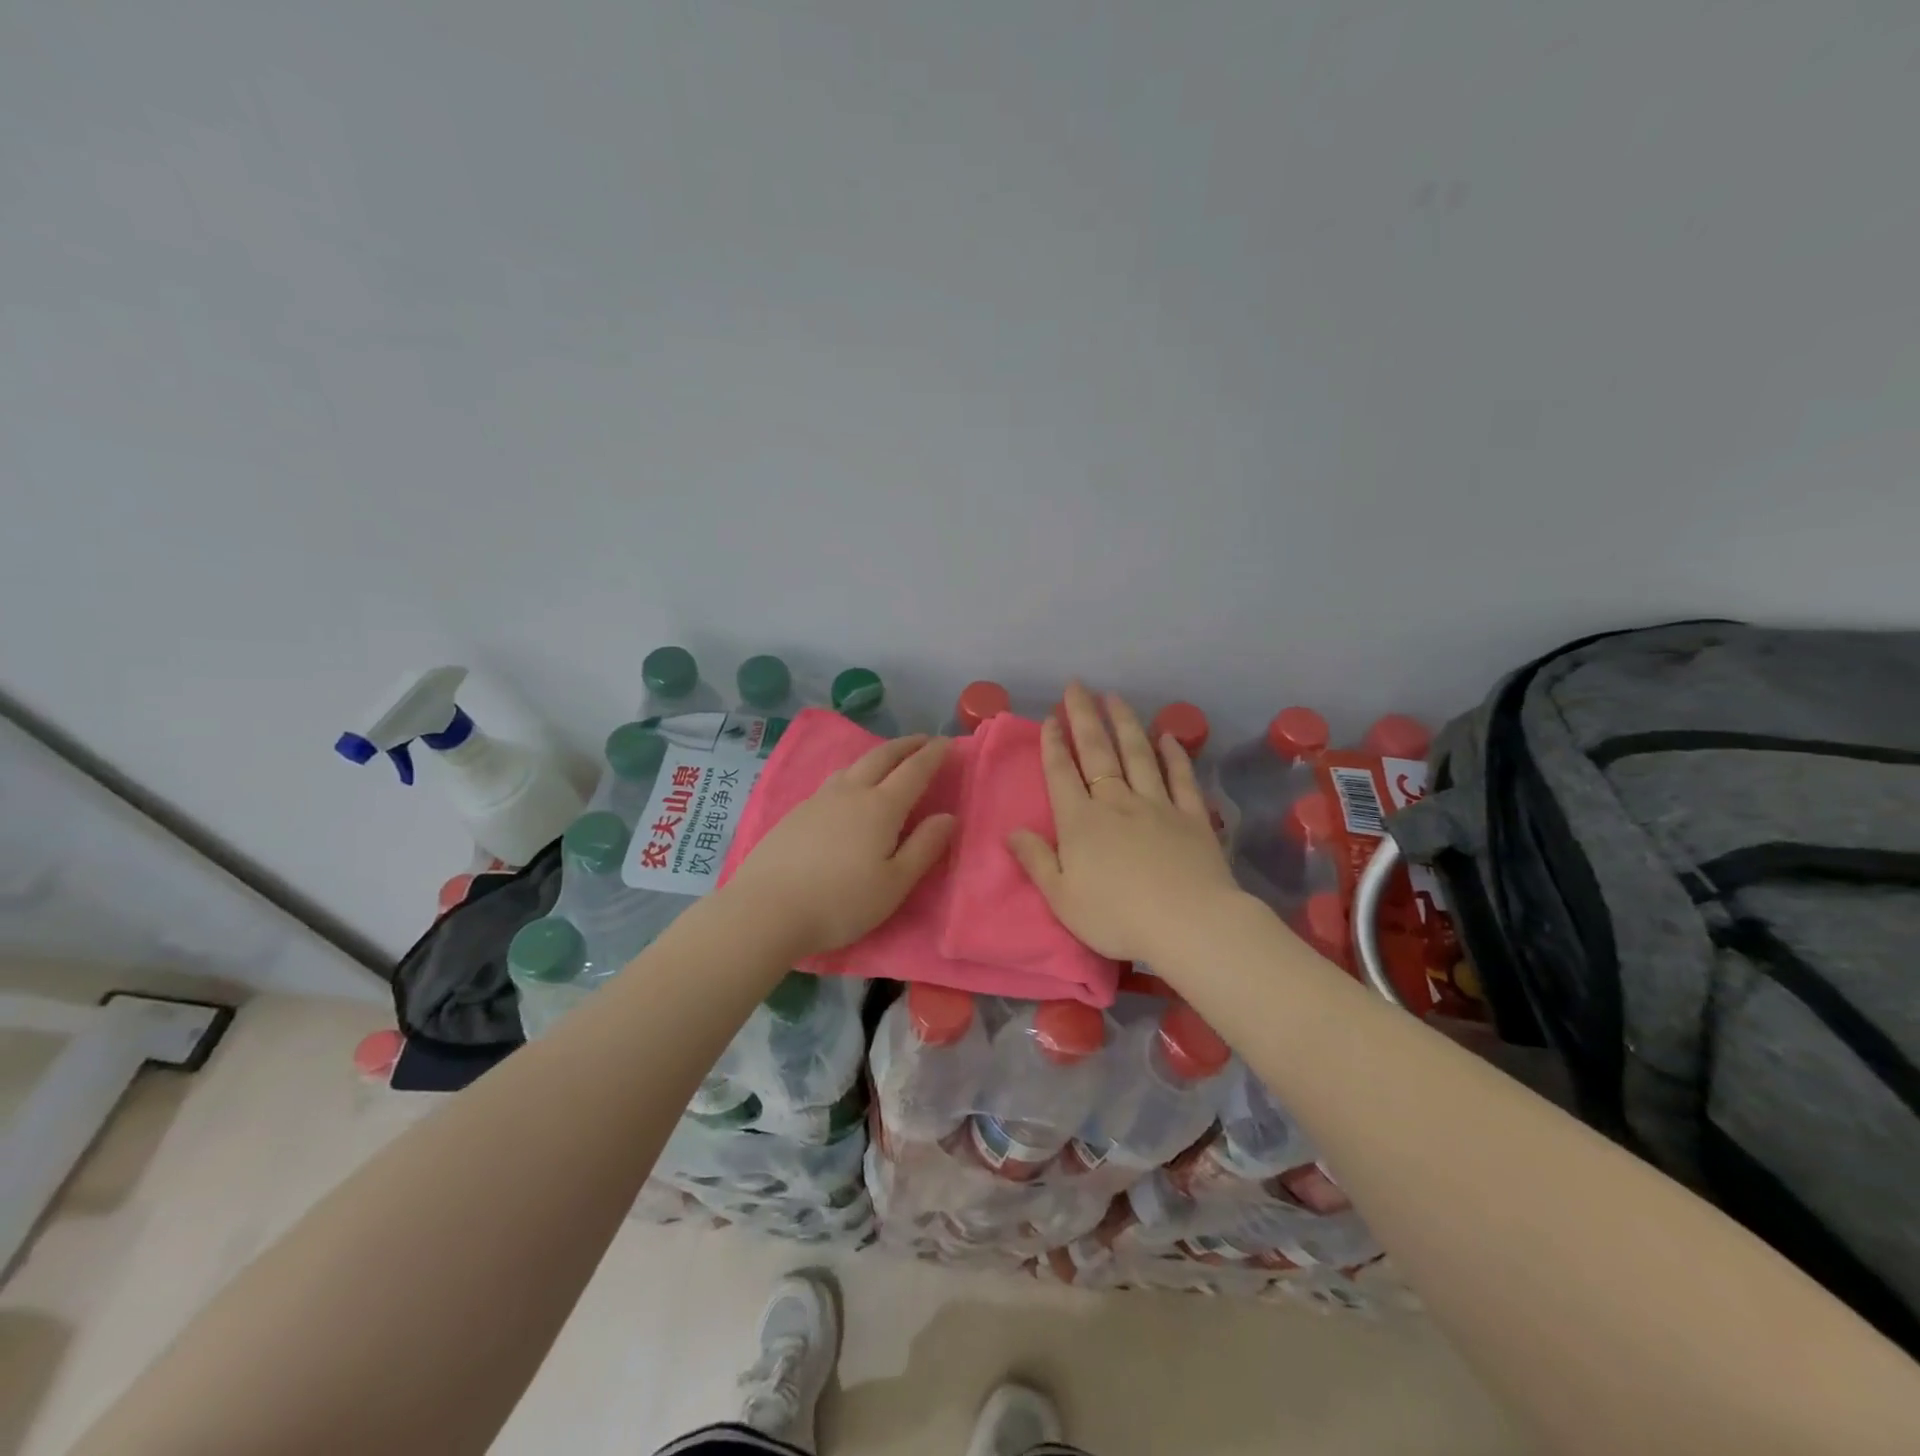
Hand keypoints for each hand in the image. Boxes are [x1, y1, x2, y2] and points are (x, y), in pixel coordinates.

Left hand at [722, 735, 956, 959]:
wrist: (766, 910)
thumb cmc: (840, 902)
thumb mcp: (894, 884)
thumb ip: (924, 847)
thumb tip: (948, 816)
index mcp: (880, 807)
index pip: (914, 770)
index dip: (933, 754)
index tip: (947, 742)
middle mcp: (850, 793)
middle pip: (881, 757)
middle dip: (906, 746)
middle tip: (923, 740)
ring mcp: (819, 800)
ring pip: (853, 765)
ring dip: (877, 755)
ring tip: (888, 759)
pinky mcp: (796, 813)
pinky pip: (833, 780)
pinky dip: (852, 772)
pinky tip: (848, 788)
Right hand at [1008, 682, 1240, 962]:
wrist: (1188, 923)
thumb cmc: (1117, 917)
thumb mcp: (1062, 898)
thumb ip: (1036, 861)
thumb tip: (1011, 832)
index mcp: (1081, 822)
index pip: (1061, 773)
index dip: (1053, 744)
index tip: (1050, 717)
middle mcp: (1117, 802)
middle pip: (1098, 752)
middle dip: (1085, 717)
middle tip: (1077, 686)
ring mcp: (1157, 805)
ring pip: (1138, 755)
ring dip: (1125, 723)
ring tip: (1115, 697)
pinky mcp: (1191, 817)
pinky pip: (1181, 777)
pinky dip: (1173, 754)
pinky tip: (1167, 736)